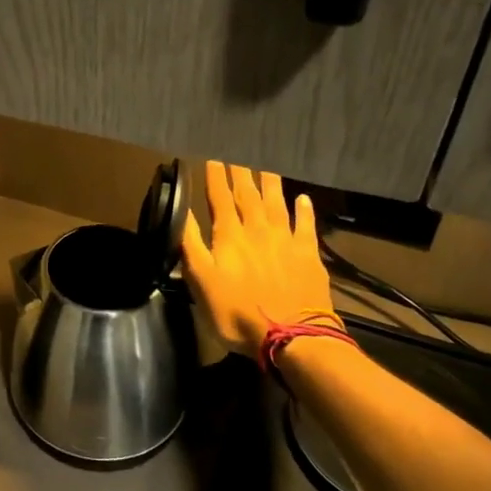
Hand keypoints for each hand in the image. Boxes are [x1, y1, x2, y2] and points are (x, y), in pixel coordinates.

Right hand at [182, 161, 334, 356]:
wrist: (290, 337)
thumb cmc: (237, 313)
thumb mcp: (201, 281)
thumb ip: (191, 245)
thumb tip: (182, 211)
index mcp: (229, 236)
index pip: (219, 199)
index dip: (215, 178)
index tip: (212, 157)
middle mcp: (257, 230)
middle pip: (247, 195)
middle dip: (241, 173)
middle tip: (238, 153)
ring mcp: (285, 241)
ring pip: (276, 204)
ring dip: (270, 184)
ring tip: (266, 166)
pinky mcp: (308, 255)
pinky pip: (306, 226)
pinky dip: (304, 210)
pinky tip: (302, 198)